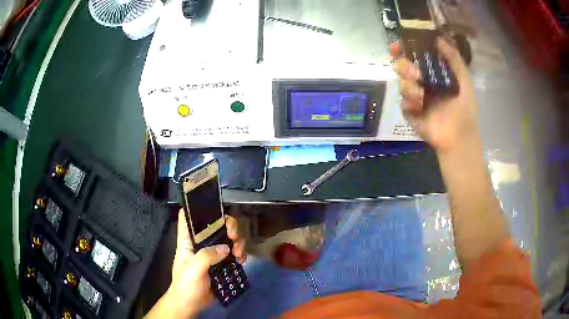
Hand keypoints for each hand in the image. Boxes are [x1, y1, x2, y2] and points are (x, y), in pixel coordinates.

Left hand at [145, 210, 246, 318]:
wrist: (191, 304)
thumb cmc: (186, 284)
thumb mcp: (193, 269)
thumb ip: (207, 256)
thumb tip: (226, 248)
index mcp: (188, 240)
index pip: (188, 216)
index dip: (198, 207)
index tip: (214, 208)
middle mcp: (201, 242)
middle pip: (216, 224)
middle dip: (229, 226)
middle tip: (234, 237)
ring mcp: (212, 252)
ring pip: (227, 238)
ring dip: (238, 241)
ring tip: (239, 254)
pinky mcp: (221, 262)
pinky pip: (233, 252)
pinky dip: (240, 253)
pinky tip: (241, 260)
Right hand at [390, 38, 478, 152]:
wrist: (460, 138)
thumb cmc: (465, 109)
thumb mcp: (464, 80)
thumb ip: (454, 59)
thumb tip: (438, 39)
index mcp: (434, 73)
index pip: (415, 56)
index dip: (405, 49)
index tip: (398, 45)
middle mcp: (422, 83)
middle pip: (403, 67)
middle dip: (403, 66)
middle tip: (414, 73)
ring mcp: (415, 99)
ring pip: (401, 84)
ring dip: (408, 85)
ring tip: (420, 94)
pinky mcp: (411, 114)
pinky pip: (403, 103)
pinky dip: (409, 102)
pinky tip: (419, 106)